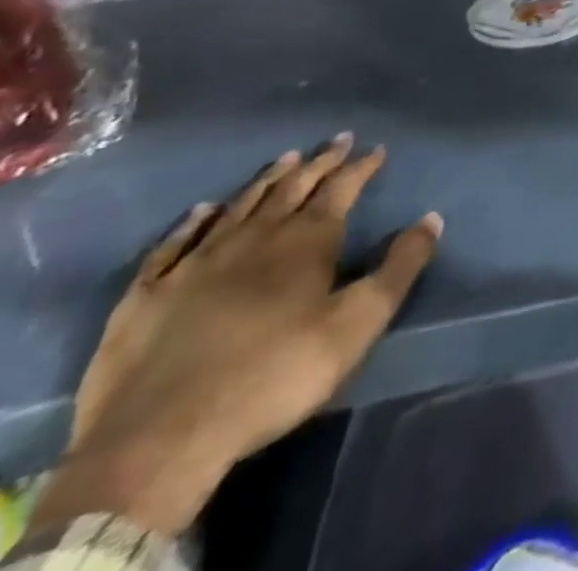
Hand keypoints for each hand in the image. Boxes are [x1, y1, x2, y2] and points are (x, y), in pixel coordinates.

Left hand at [30, 137, 441, 538]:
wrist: (159, 438)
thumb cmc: (274, 375)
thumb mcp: (357, 324)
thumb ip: (398, 268)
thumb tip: (431, 219)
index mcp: (306, 241)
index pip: (341, 188)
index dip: (360, 167)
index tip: (376, 148)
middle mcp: (254, 237)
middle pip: (292, 187)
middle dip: (319, 162)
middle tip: (336, 140)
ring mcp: (195, 263)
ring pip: (238, 206)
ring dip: (266, 180)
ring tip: (286, 158)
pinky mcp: (146, 296)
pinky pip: (173, 245)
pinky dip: (192, 222)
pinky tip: (201, 210)